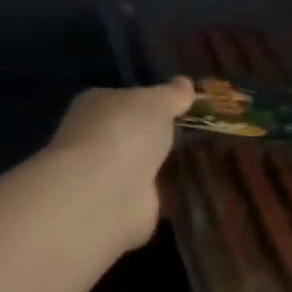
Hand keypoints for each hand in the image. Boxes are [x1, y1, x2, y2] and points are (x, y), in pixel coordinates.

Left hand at [49, 79, 194, 249]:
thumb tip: (185, 83)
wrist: (105, 191)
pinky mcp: (118, 208)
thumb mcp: (157, 102)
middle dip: (154, 137)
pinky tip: (187, 191)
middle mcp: (93, 139)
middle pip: (130, 134)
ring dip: (159, 167)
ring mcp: (104, 176)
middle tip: (194, 136)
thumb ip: (172, 95)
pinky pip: (147, 196)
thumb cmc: (125, 131)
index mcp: (95, 105)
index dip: (150, 101)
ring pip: (138, 166)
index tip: (180, 107)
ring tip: (197, 162)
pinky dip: (162, 196)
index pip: (123, 99)